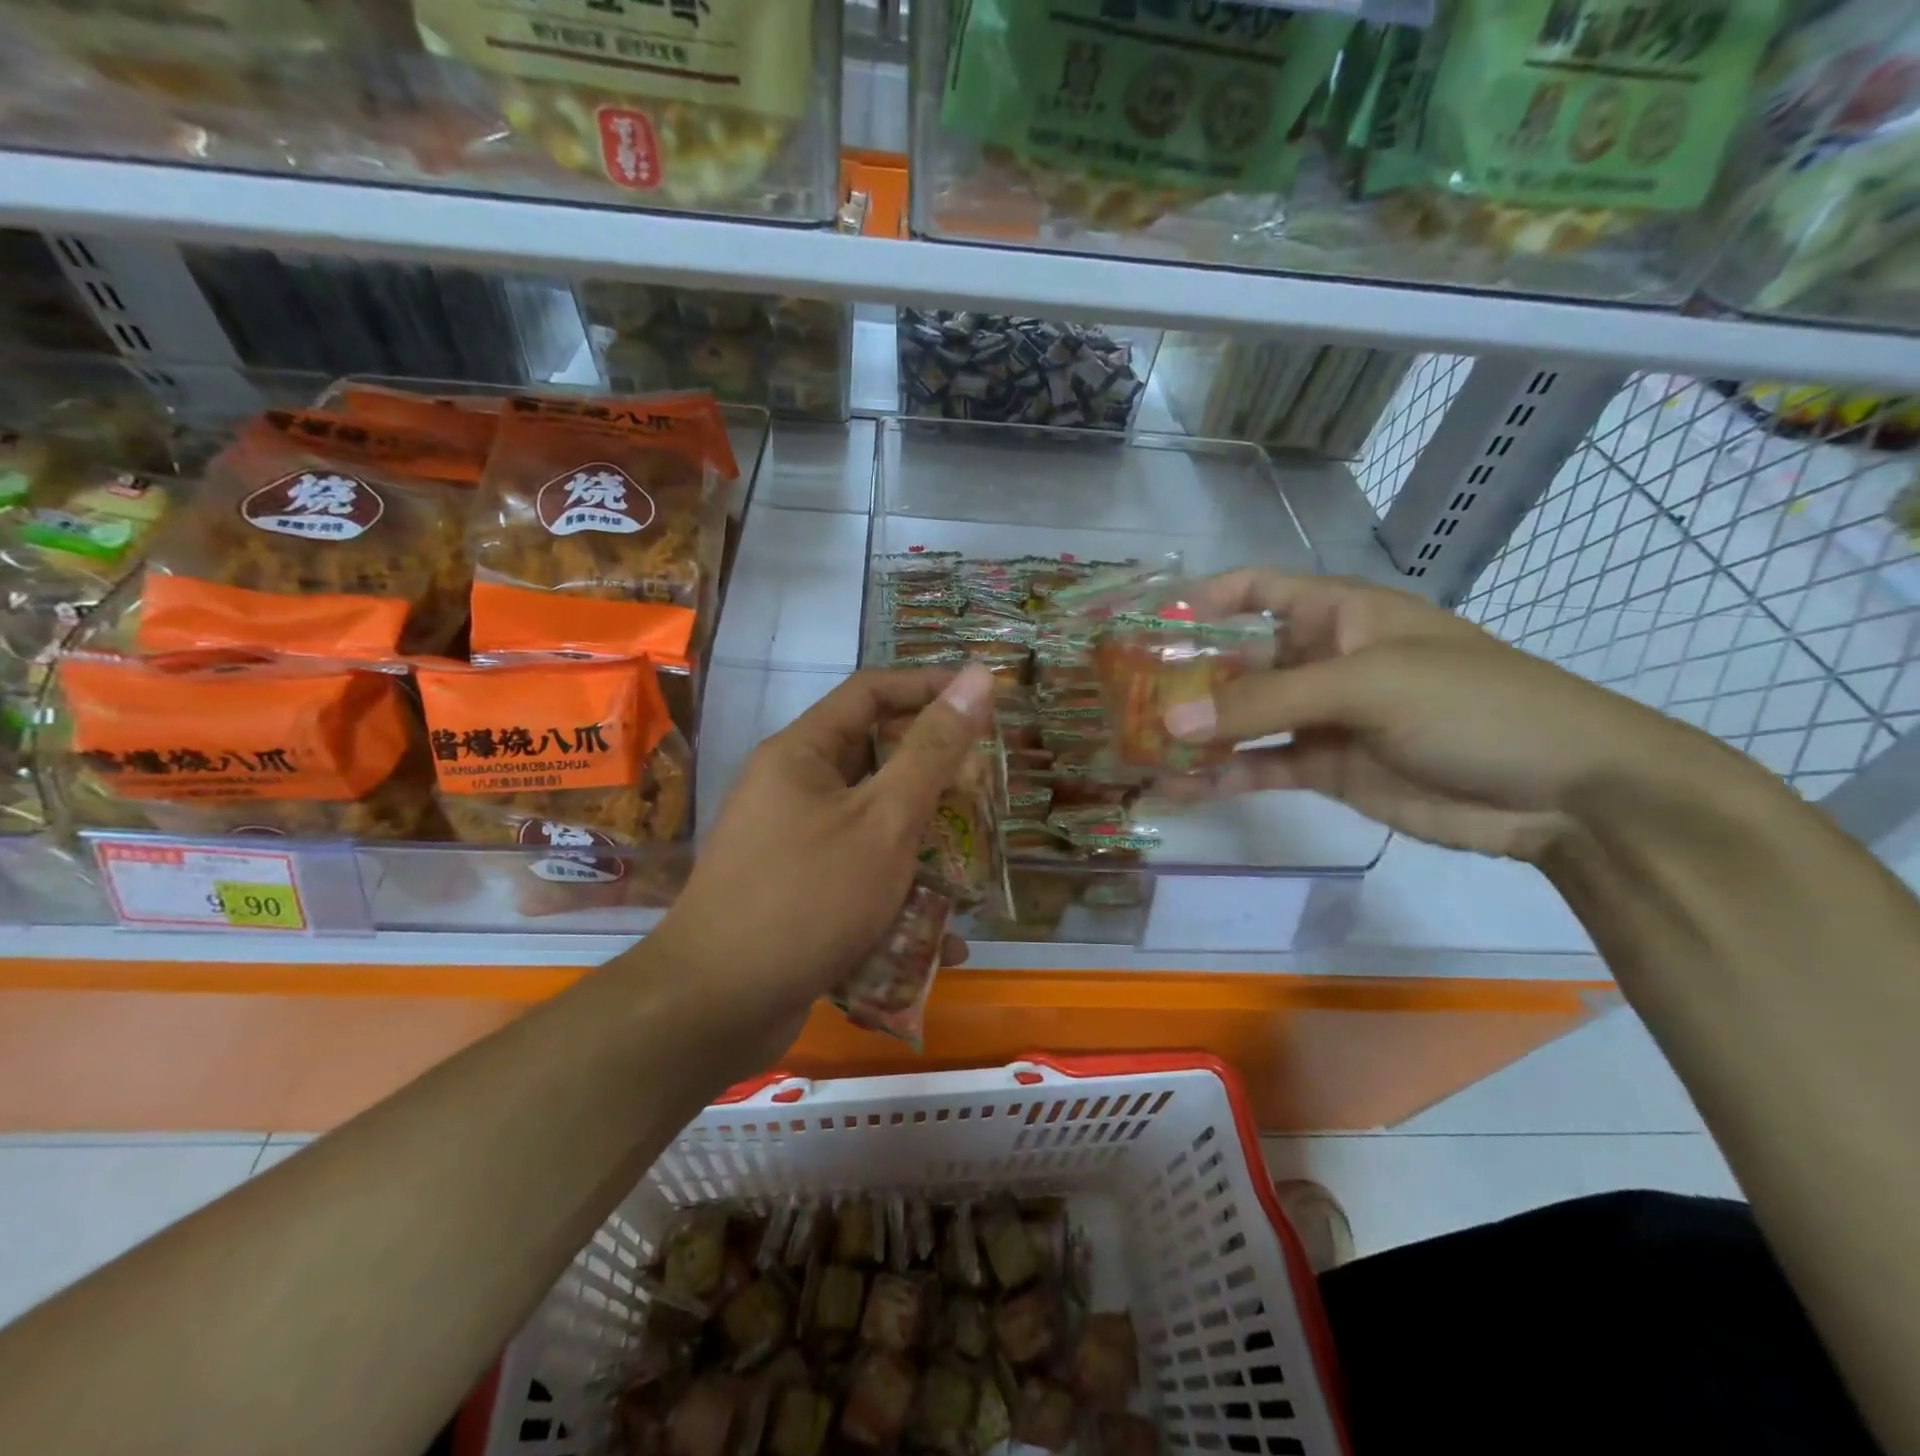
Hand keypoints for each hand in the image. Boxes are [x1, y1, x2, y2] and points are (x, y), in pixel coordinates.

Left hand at [648, 663, 996, 1070]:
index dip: (929, 687)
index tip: (983, 701)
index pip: (872, 692)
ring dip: (922, 842)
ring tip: (972, 864)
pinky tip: (940, 937)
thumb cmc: (807, 899)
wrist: (715, 1008)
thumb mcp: (883, 821)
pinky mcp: (798, 892)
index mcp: (802, 753)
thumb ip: (933, 751)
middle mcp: (792, 788)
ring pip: (871, 823)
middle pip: (874, 758)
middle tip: (984, 791)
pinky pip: (858, 875)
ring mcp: (792, 843)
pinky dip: (897, 894)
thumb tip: (977, 677)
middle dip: (934, 775)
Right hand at [1164, 571, 1725, 860]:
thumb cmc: (1472, 705)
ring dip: (1197, 730)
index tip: (1147, 624)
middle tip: (1123, 700)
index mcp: (1339, 615)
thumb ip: (1267, 702)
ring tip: (1139, 746)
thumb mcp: (1368, 687)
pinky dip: (1222, 775)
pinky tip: (1180, 787)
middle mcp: (1323, 660)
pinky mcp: (1326, 768)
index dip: (1203, 600)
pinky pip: (1261, 765)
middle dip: (1186, 677)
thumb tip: (1173, 719)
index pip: (1257, 591)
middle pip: (1238, 660)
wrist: (1563, 792)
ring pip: (1243, 718)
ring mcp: (1323, 717)